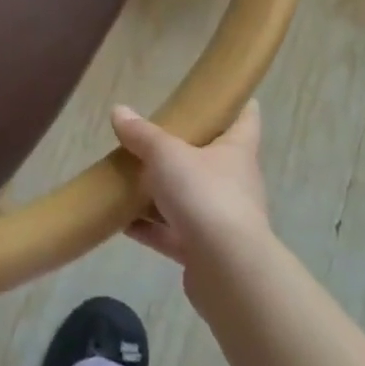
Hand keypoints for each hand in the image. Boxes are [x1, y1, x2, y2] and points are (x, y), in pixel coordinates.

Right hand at [112, 101, 270, 271]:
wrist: (228, 272)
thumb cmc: (205, 195)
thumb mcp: (166, 154)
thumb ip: (142, 134)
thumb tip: (119, 111)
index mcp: (236, 151)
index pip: (245, 119)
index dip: (236, 103)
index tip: (222, 92)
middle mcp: (234, 183)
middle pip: (210, 159)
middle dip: (182, 150)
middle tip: (153, 136)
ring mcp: (220, 220)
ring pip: (187, 198)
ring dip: (159, 192)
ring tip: (126, 179)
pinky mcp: (203, 252)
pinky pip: (171, 233)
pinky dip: (148, 227)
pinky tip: (120, 221)